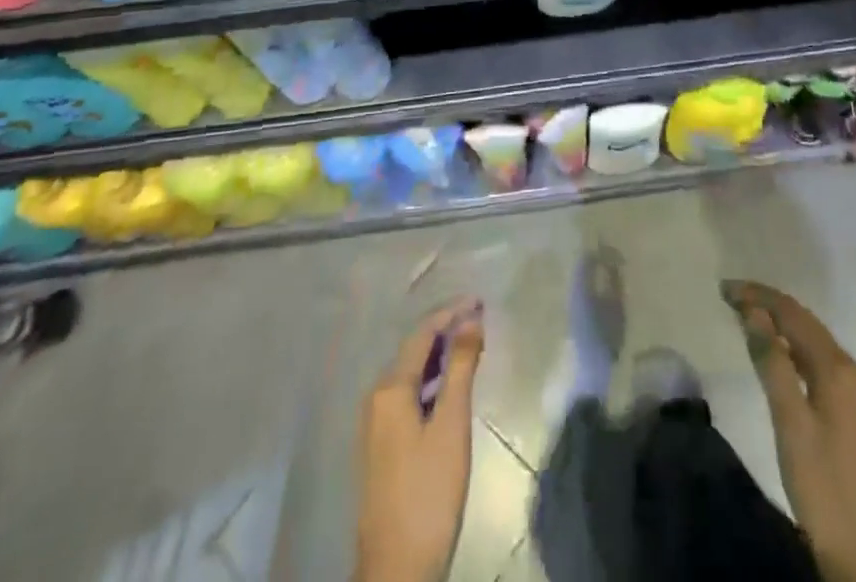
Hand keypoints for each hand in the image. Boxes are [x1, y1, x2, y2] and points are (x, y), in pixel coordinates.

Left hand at [354, 299, 485, 581]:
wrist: (396, 569)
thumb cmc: (428, 491)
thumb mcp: (451, 424)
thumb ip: (461, 368)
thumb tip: (471, 319)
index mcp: (390, 387)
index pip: (422, 333)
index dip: (451, 312)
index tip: (480, 300)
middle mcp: (376, 397)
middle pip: (413, 349)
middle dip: (445, 330)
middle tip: (479, 319)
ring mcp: (375, 423)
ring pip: (410, 372)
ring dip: (439, 355)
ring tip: (471, 346)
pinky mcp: (382, 445)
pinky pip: (406, 394)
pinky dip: (430, 380)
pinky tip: (449, 388)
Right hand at [721, 280, 855, 581]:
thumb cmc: (826, 489)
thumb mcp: (791, 424)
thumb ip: (772, 363)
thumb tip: (753, 311)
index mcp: (840, 368)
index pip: (793, 313)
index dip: (758, 295)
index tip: (724, 289)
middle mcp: (855, 371)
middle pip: (807, 324)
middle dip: (769, 306)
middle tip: (730, 300)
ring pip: (816, 344)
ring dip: (782, 327)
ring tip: (747, 321)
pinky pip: (823, 364)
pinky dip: (796, 351)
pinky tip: (780, 359)